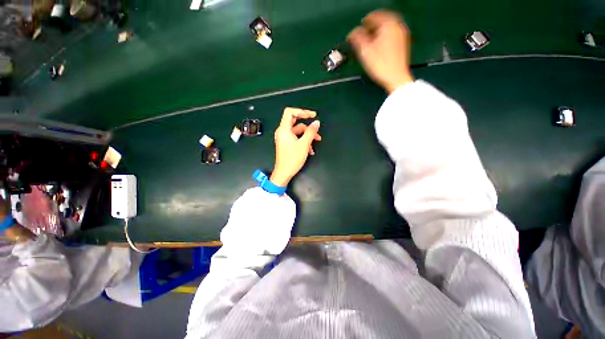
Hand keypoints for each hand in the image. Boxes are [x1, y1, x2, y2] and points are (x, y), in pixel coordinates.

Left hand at [270, 107, 321, 186]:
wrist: (284, 173)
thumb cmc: (292, 159)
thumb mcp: (304, 144)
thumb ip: (311, 132)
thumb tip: (316, 122)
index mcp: (284, 129)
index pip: (290, 112)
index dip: (301, 111)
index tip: (312, 115)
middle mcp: (282, 132)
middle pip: (295, 121)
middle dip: (307, 125)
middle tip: (316, 127)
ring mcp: (284, 138)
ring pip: (298, 131)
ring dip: (307, 136)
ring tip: (316, 142)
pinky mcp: (286, 143)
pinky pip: (296, 138)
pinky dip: (303, 141)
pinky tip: (310, 149)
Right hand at [348, 10, 413, 93]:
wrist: (396, 78)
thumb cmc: (380, 65)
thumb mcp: (365, 51)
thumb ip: (357, 38)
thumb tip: (351, 33)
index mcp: (388, 24)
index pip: (372, 17)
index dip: (361, 25)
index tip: (354, 33)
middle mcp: (397, 25)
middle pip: (381, 20)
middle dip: (370, 26)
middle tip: (361, 35)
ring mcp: (402, 34)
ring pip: (387, 27)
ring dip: (377, 31)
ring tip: (369, 40)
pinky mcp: (403, 42)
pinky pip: (391, 33)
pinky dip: (383, 35)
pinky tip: (378, 44)